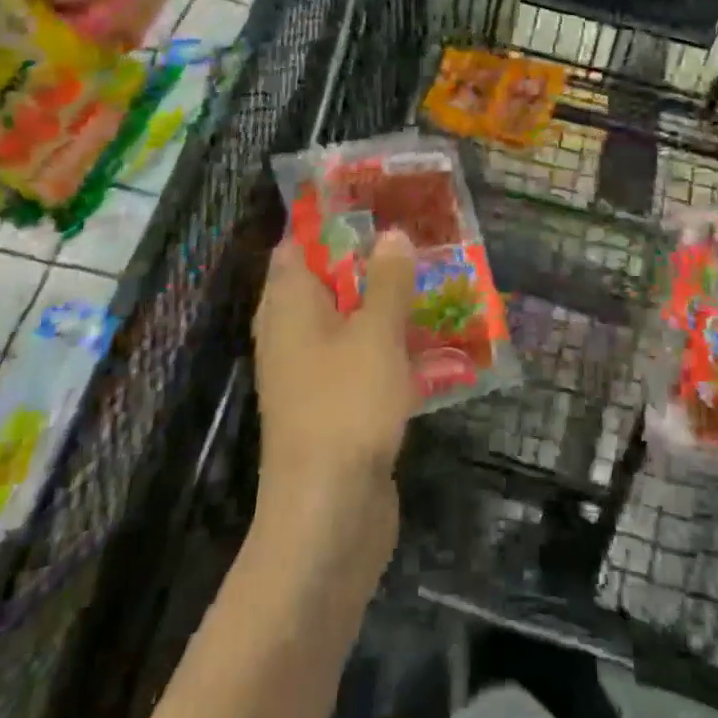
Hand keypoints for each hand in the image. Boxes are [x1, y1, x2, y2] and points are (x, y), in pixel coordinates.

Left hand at [251, 228, 417, 558]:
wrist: (329, 517)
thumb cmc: (347, 406)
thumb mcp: (376, 332)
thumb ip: (387, 280)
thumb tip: (392, 234)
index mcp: (288, 306)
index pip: (297, 245)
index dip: (328, 220)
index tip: (372, 200)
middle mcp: (291, 334)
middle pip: (324, 280)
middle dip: (366, 258)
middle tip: (411, 235)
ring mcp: (310, 373)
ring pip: (346, 320)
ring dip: (382, 301)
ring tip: (428, 276)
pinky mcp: (333, 406)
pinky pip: (358, 358)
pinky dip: (386, 343)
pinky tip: (427, 339)